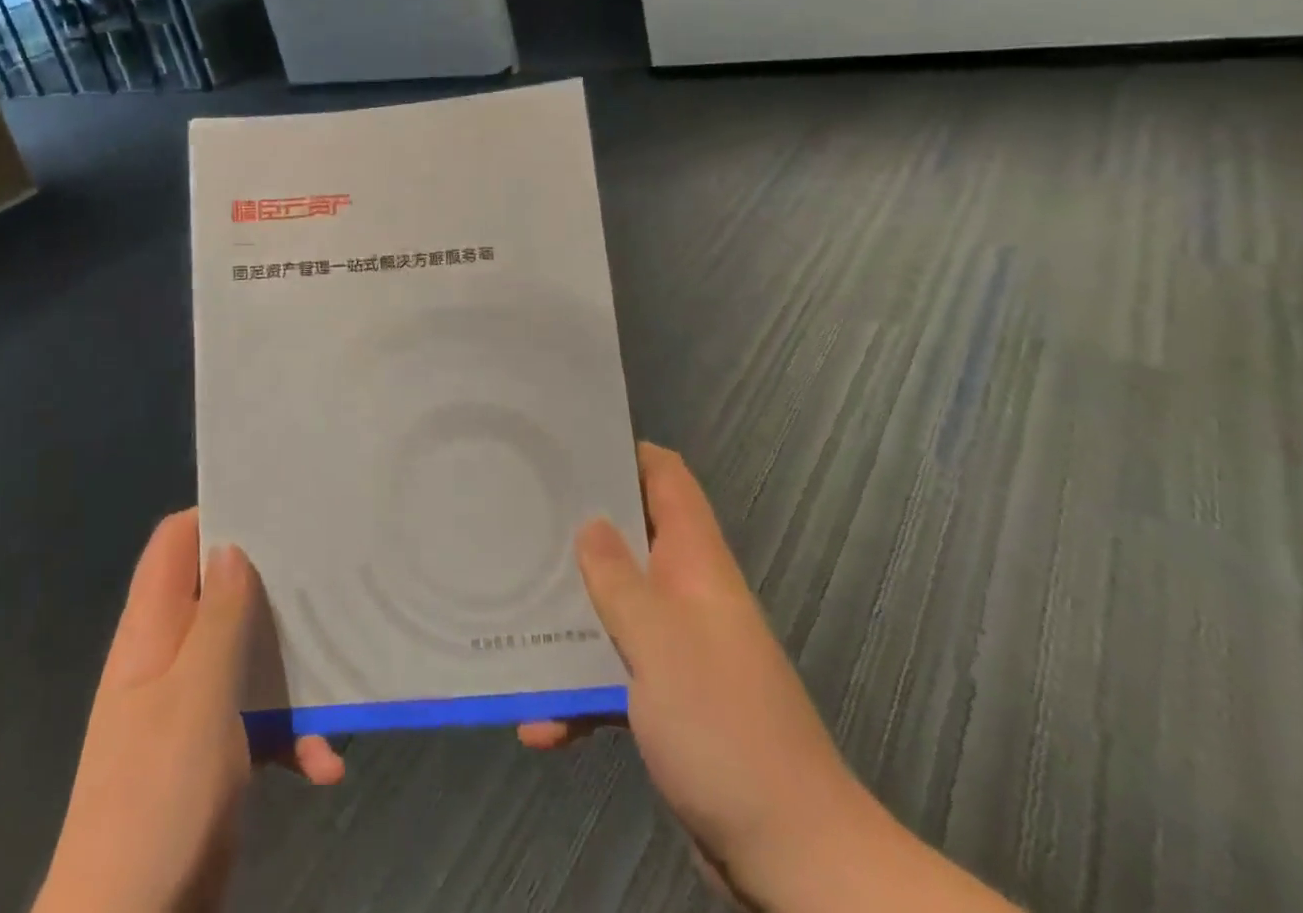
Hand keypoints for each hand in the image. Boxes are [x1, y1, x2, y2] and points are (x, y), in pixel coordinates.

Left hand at [35, 510, 343, 912]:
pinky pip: (257, 722)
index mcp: (153, 630)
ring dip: (290, 668)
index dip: (216, 516)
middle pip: (221, 593)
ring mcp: (191, 706)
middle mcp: (170, 657)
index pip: (175, 543)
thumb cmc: (157, 797)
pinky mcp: (214, 754)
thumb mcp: (196, 697)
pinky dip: (290, 734)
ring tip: (339, 669)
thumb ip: (218, 619)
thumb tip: (232, 546)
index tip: (274, 507)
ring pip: (246, 655)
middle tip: (324, 571)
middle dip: (270, 585)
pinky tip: (324, 764)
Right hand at [523, 445, 1018, 911]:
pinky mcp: (667, 701)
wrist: (792, 857)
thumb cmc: (724, 728)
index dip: (624, 451)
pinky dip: (577, 690)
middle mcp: (686, 594)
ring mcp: (677, 648)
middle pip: (629, 536)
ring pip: (613, 605)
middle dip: (576, 528)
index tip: (566, 446)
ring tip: (510, 606)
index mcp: (695, 564)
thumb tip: (589, 523)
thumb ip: (618, 579)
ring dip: (568, 614)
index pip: (667, 478)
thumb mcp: (659, 642)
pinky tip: (537, 722)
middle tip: (516, 516)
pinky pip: (611, 674)